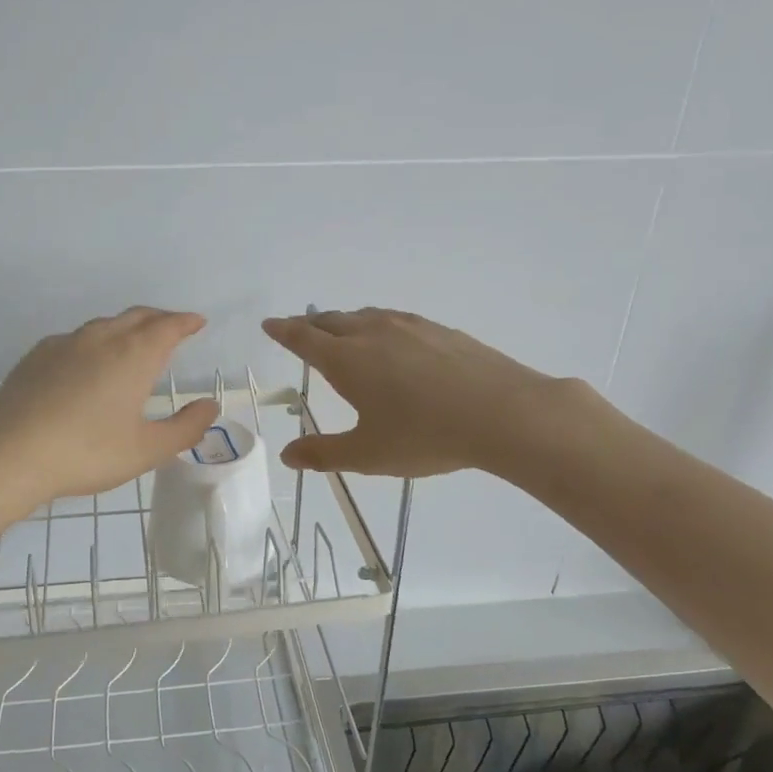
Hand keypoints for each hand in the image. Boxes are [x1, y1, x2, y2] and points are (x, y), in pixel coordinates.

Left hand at [0, 307, 219, 514]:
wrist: (7, 455)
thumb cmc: (86, 453)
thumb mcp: (146, 450)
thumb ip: (185, 428)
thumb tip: (210, 406)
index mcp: (133, 355)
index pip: (167, 326)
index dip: (185, 322)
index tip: (197, 322)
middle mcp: (101, 338)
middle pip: (137, 316)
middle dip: (159, 318)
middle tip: (172, 327)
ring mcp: (64, 344)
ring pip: (104, 325)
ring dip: (126, 327)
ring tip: (134, 342)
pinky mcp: (36, 356)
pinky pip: (75, 339)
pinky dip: (94, 341)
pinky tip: (88, 362)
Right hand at [262, 308, 565, 476]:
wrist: (503, 413)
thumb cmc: (425, 435)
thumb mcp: (368, 454)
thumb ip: (324, 454)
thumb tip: (288, 455)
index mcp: (347, 359)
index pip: (303, 338)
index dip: (283, 331)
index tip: (269, 324)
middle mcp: (372, 333)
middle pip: (331, 320)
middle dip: (310, 324)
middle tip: (299, 329)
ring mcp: (409, 327)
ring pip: (365, 316)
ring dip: (344, 321)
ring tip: (341, 330)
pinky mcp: (440, 330)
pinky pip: (395, 320)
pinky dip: (378, 324)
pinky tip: (392, 339)